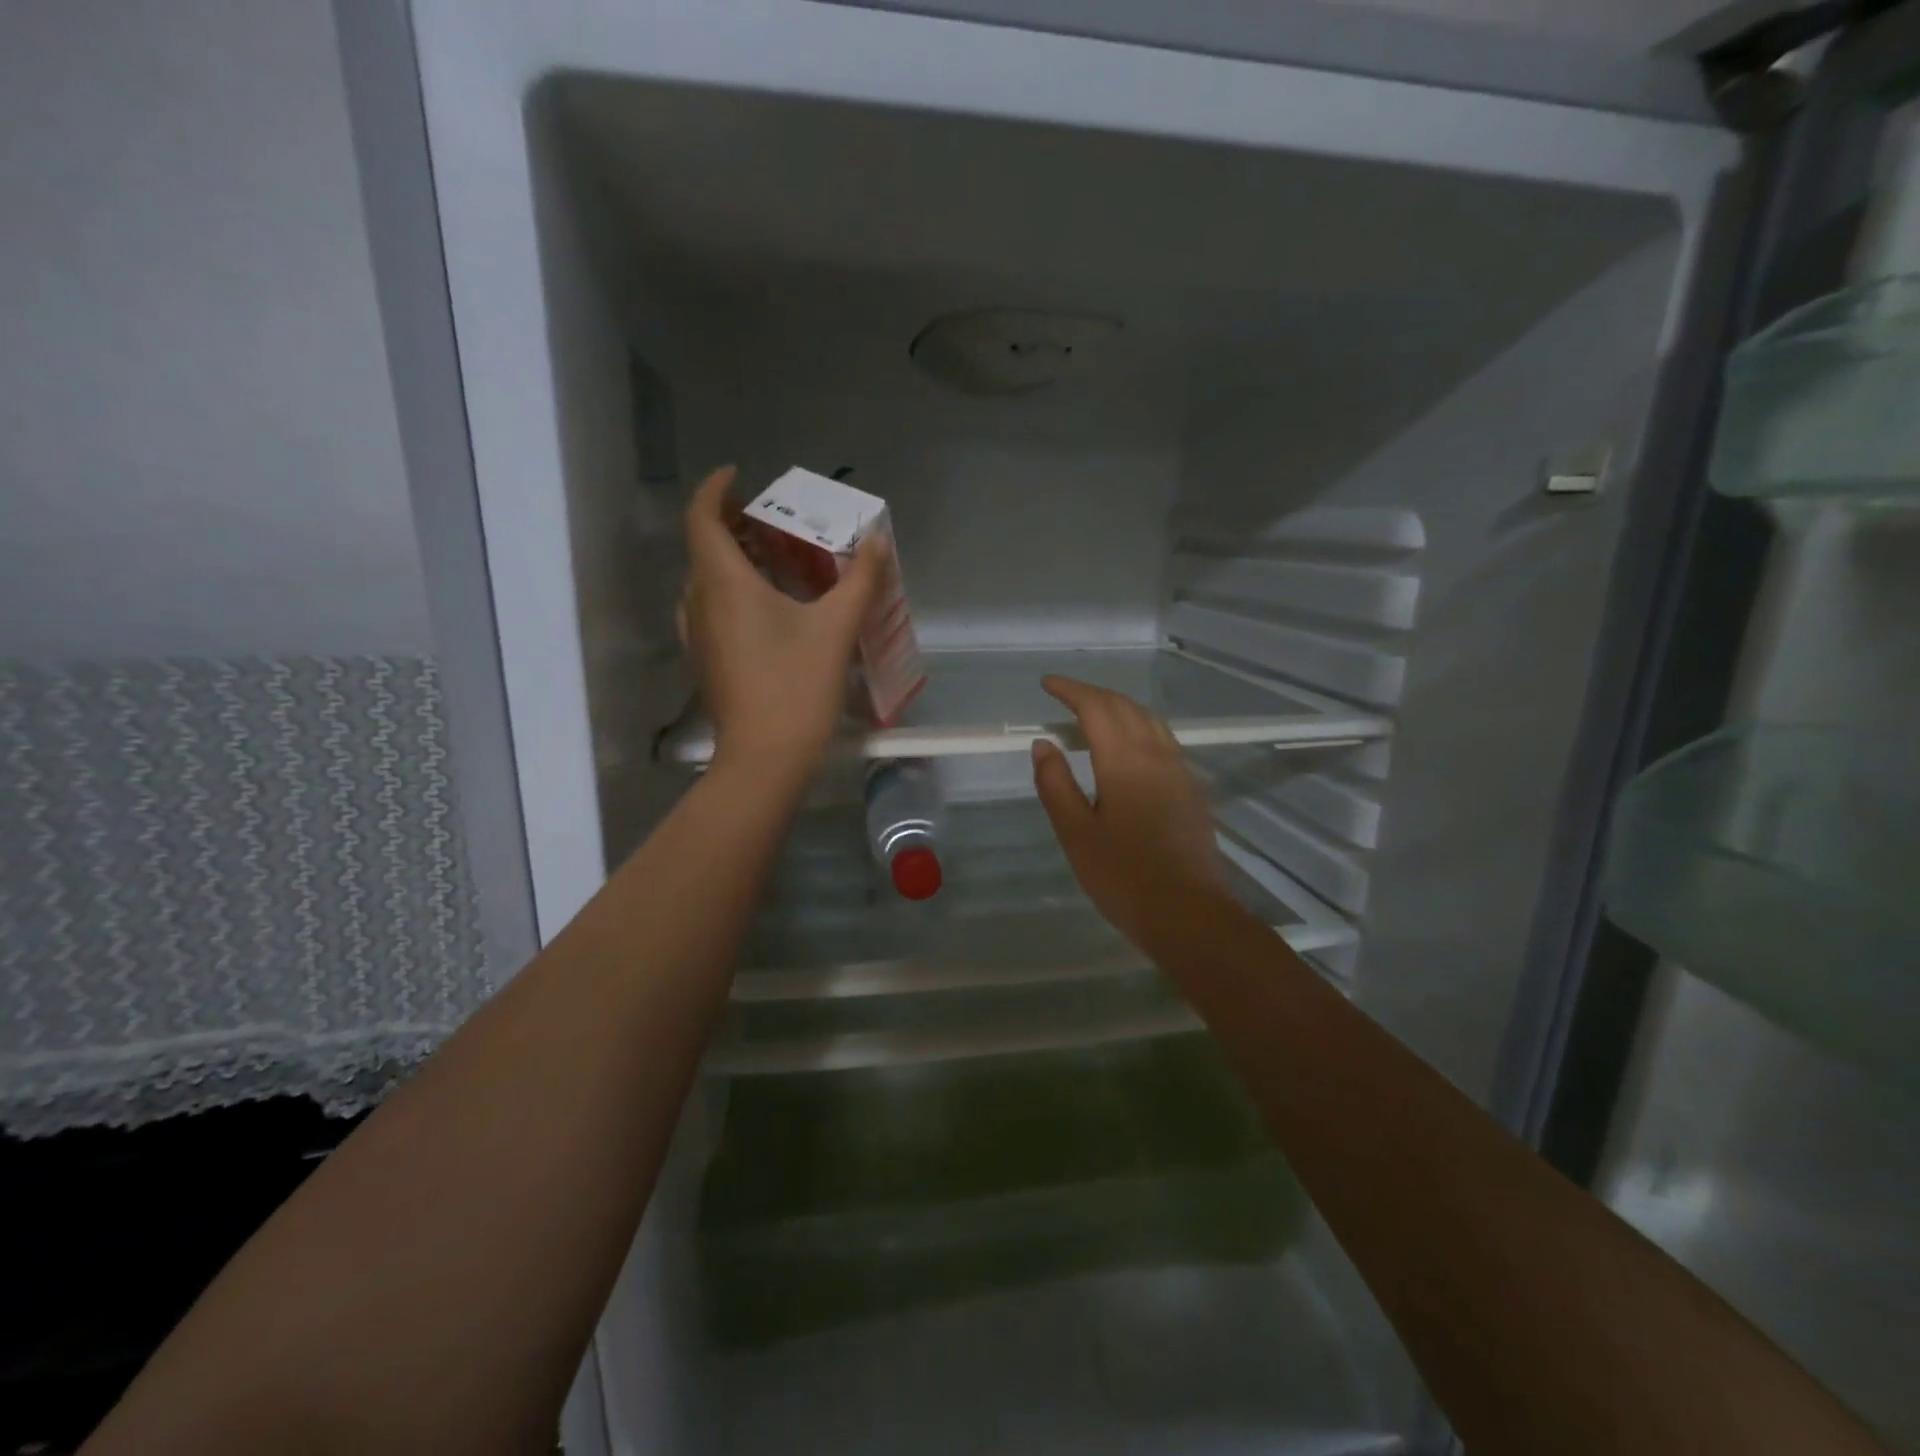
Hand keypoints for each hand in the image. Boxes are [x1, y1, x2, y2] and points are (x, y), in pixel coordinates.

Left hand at [679, 465, 881, 787]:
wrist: (765, 759)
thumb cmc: (798, 686)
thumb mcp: (837, 627)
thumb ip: (860, 578)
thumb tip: (877, 538)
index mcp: (723, 582)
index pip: (702, 517)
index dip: (715, 489)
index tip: (738, 476)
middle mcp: (699, 602)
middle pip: (704, 547)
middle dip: (734, 526)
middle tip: (774, 522)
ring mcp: (697, 635)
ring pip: (706, 581)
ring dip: (732, 561)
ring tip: (773, 561)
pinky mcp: (706, 662)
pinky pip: (711, 610)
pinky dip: (732, 593)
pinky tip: (768, 610)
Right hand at [1030, 676, 1228, 954]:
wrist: (1189, 914)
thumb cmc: (1123, 876)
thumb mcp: (1076, 833)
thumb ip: (1056, 784)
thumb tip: (1043, 744)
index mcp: (1124, 761)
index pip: (1096, 708)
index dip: (1071, 690)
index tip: (1047, 684)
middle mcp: (1156, 755)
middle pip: (1125, 707)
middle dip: (1093, 694)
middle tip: (1064, 696)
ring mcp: (1179, 770)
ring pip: (1149, 720)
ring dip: (1119, 707)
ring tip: (1092, 714)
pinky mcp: (1190, 789)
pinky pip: (1162, 739)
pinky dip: (1138, 726)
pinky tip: (1127, 746)